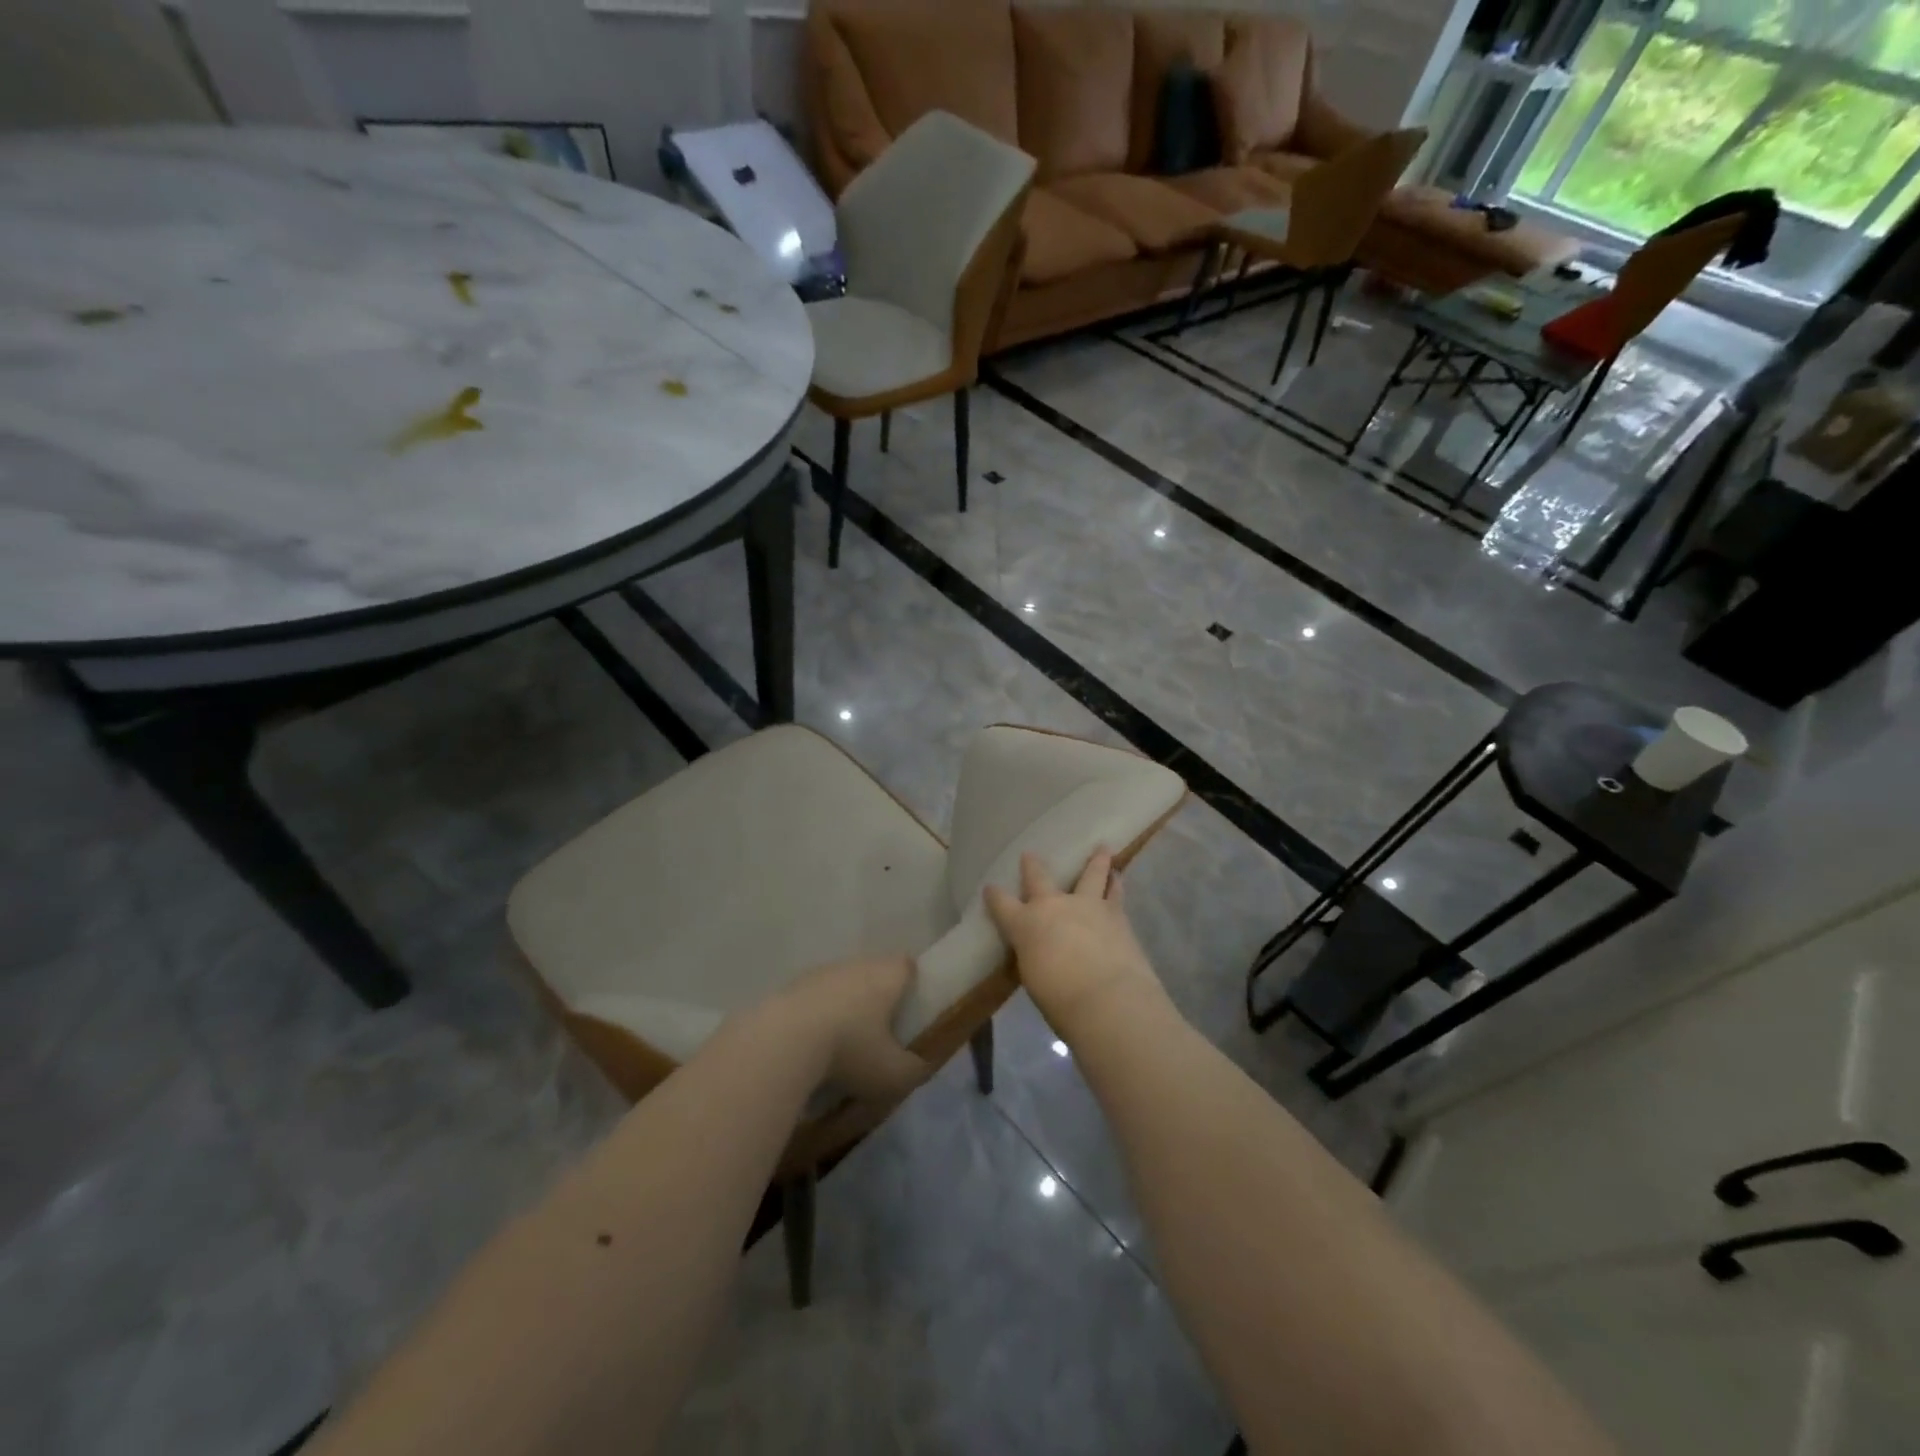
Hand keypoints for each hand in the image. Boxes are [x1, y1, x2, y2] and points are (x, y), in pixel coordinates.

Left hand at [771, 955, 929, 1100]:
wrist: (782, 1041)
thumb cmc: (850, 1050)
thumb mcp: (893, 1074)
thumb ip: (914, 1070)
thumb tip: (919, 1066)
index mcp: (887, 976)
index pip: (907, 965)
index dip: (911, 983)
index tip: (909, 1008)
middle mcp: (856, 965)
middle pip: (873, 973)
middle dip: (876, 998)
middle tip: (878, 1032)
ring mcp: (820, 973)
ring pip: (841, 984)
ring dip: (843, 1006)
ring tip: (840, 1044)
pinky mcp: (790, 987)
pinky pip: (813, 999)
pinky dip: (815, 1016)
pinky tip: (810, 1046)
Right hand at [984, 849, 1166, 1040]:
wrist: (1108, 998)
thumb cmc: (1060, 1000)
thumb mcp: (1034, 979)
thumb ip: (1035, 957)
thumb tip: (1040, 952)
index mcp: (1026, 924)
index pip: (1002, 904)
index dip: (994, 896)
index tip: (990, 888)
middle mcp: (1054, 906)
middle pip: (1039, 877)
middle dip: (1032, 866)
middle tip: (1029, 855)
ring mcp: (1087, 905)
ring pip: (1091, 874)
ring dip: (1095, 861)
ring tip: (1102, 849)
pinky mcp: (1116, 914)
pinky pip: (1115, 893)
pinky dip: (1116, 884)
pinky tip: (1119, 879)